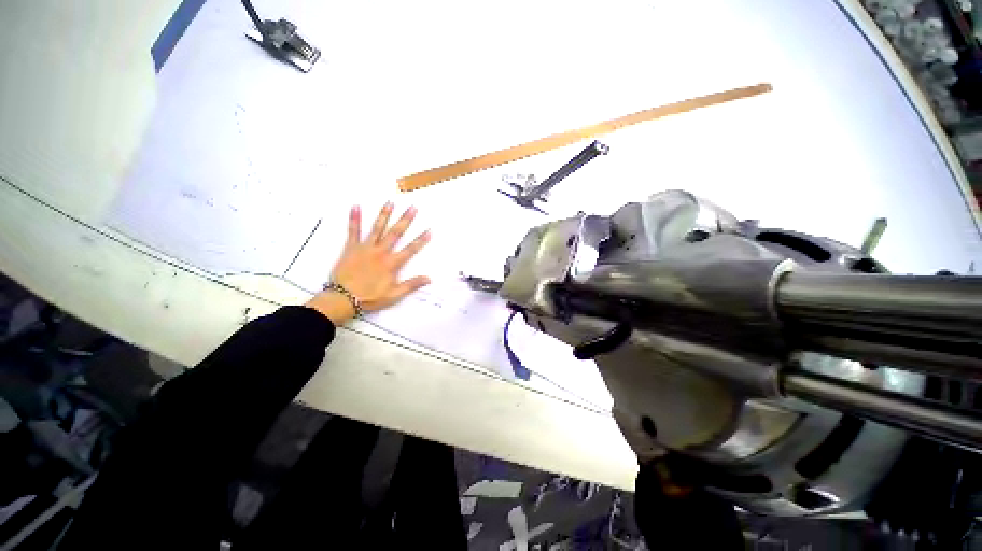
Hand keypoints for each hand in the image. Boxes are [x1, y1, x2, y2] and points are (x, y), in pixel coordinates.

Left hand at [306, 203, 431, 324]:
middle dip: (405, 220)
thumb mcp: (394, 295)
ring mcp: (365, 248)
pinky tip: (356, 206)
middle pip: (396, 233)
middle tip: (412, 207)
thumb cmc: (370, 297)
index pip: (410, 249)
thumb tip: (429, 278)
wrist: (343, 298)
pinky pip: (353, 231)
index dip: (421, 240)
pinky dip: (354, 219)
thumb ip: (411, 285)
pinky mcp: (351, 248)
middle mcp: (381, 252)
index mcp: (392, 263)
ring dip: (384, 215)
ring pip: (377, 228)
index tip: (429, 230)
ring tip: (390, 202)